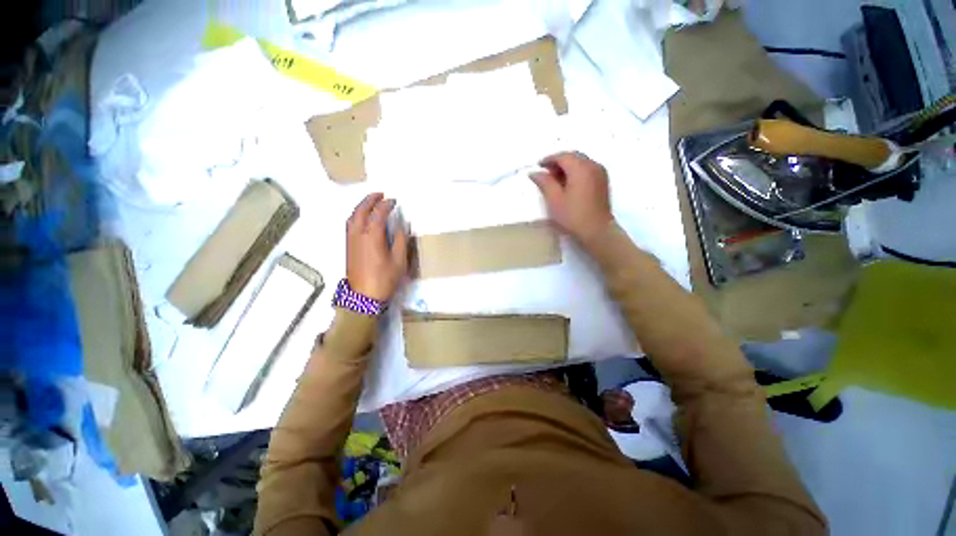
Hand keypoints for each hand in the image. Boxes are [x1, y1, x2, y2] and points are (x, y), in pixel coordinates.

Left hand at [346, 193, 408, 301]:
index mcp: (372, 236)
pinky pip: (350, 224)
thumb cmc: (385, 278)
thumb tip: (401, 226)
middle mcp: (358, 234)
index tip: (394, 201)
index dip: (386, 205)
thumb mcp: (399, 261)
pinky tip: (363, 218)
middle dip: (370, 200)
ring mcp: (351, 240)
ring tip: (372, 202)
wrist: (364, 296)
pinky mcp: (348, 246)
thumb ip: (401, 241)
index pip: (378, 214)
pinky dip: (356, 215)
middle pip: (361, 210)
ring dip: (361, 206)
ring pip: (353, 216)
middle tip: (380, 194)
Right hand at [530, 152, 613, 243]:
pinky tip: (568, 183)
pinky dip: (576, 171)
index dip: (549, 159)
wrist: (597, 230)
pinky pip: (587, 168)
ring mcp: (600, 173)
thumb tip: (534, 172)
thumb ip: (544, 182)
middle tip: (545, 172)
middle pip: (573, 156)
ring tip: (555, 179)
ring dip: (568, 166)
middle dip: (558, 161)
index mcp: (580, 168)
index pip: (563, 156)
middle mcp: (592, 165)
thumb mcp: (554, 200)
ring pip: (581, 162)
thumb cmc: (573, 216)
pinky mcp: (603, 181)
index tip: (538, 166)